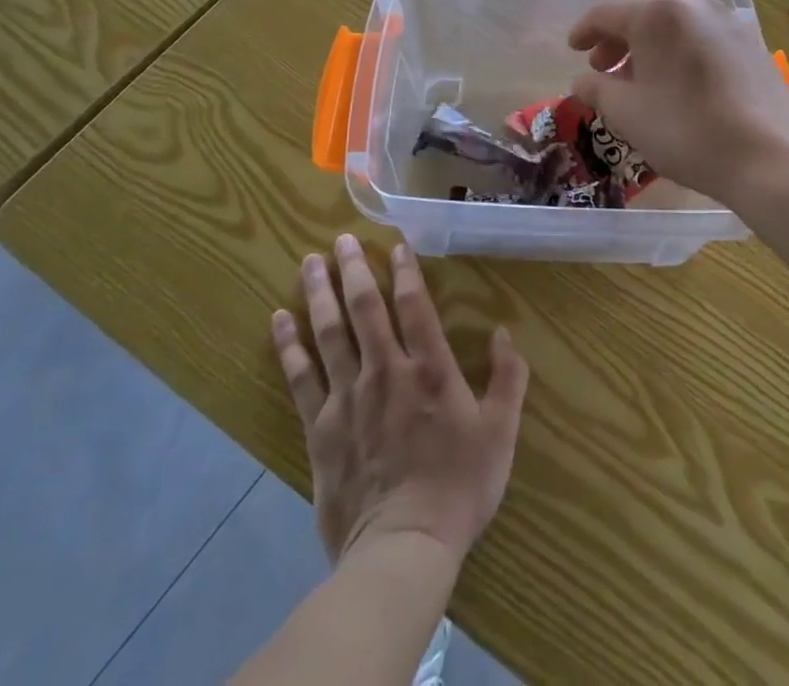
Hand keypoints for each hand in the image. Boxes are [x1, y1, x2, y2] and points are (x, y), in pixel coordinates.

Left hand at [272, 234, 528, 565]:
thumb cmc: (459, 487)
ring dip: (319, 293)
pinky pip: (301, 377)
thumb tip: (504, 332)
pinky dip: (289, 346)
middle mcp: (386, 371)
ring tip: (308, 262)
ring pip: (329, 333)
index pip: (414, 305)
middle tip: (340, 240)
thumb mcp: (500, 433)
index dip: (405, 271)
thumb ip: (508, 378)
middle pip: (364, 309)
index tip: (395, 244)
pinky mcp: (320, 427)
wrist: (403, 548)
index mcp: (430, 369)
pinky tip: (279, 320)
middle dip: (352, 269)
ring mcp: (348, 397)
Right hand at [567, 0, 788, 203]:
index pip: (608, 12)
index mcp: (659, 14)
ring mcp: (729, 23)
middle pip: (644, 15)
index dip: (584, 30)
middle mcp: (695, 6)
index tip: (572, 50)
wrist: (769, 159)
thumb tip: (583, 80)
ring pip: (675, 28)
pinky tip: (676, 86)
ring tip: (637, 82)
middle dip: (617, 41)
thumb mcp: (627, 113)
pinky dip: (679, 55)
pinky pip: (702, 40)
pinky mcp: (752, 45)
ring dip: (648, 50)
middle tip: (601, 70)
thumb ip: (596, 89)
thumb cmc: (686, 131)